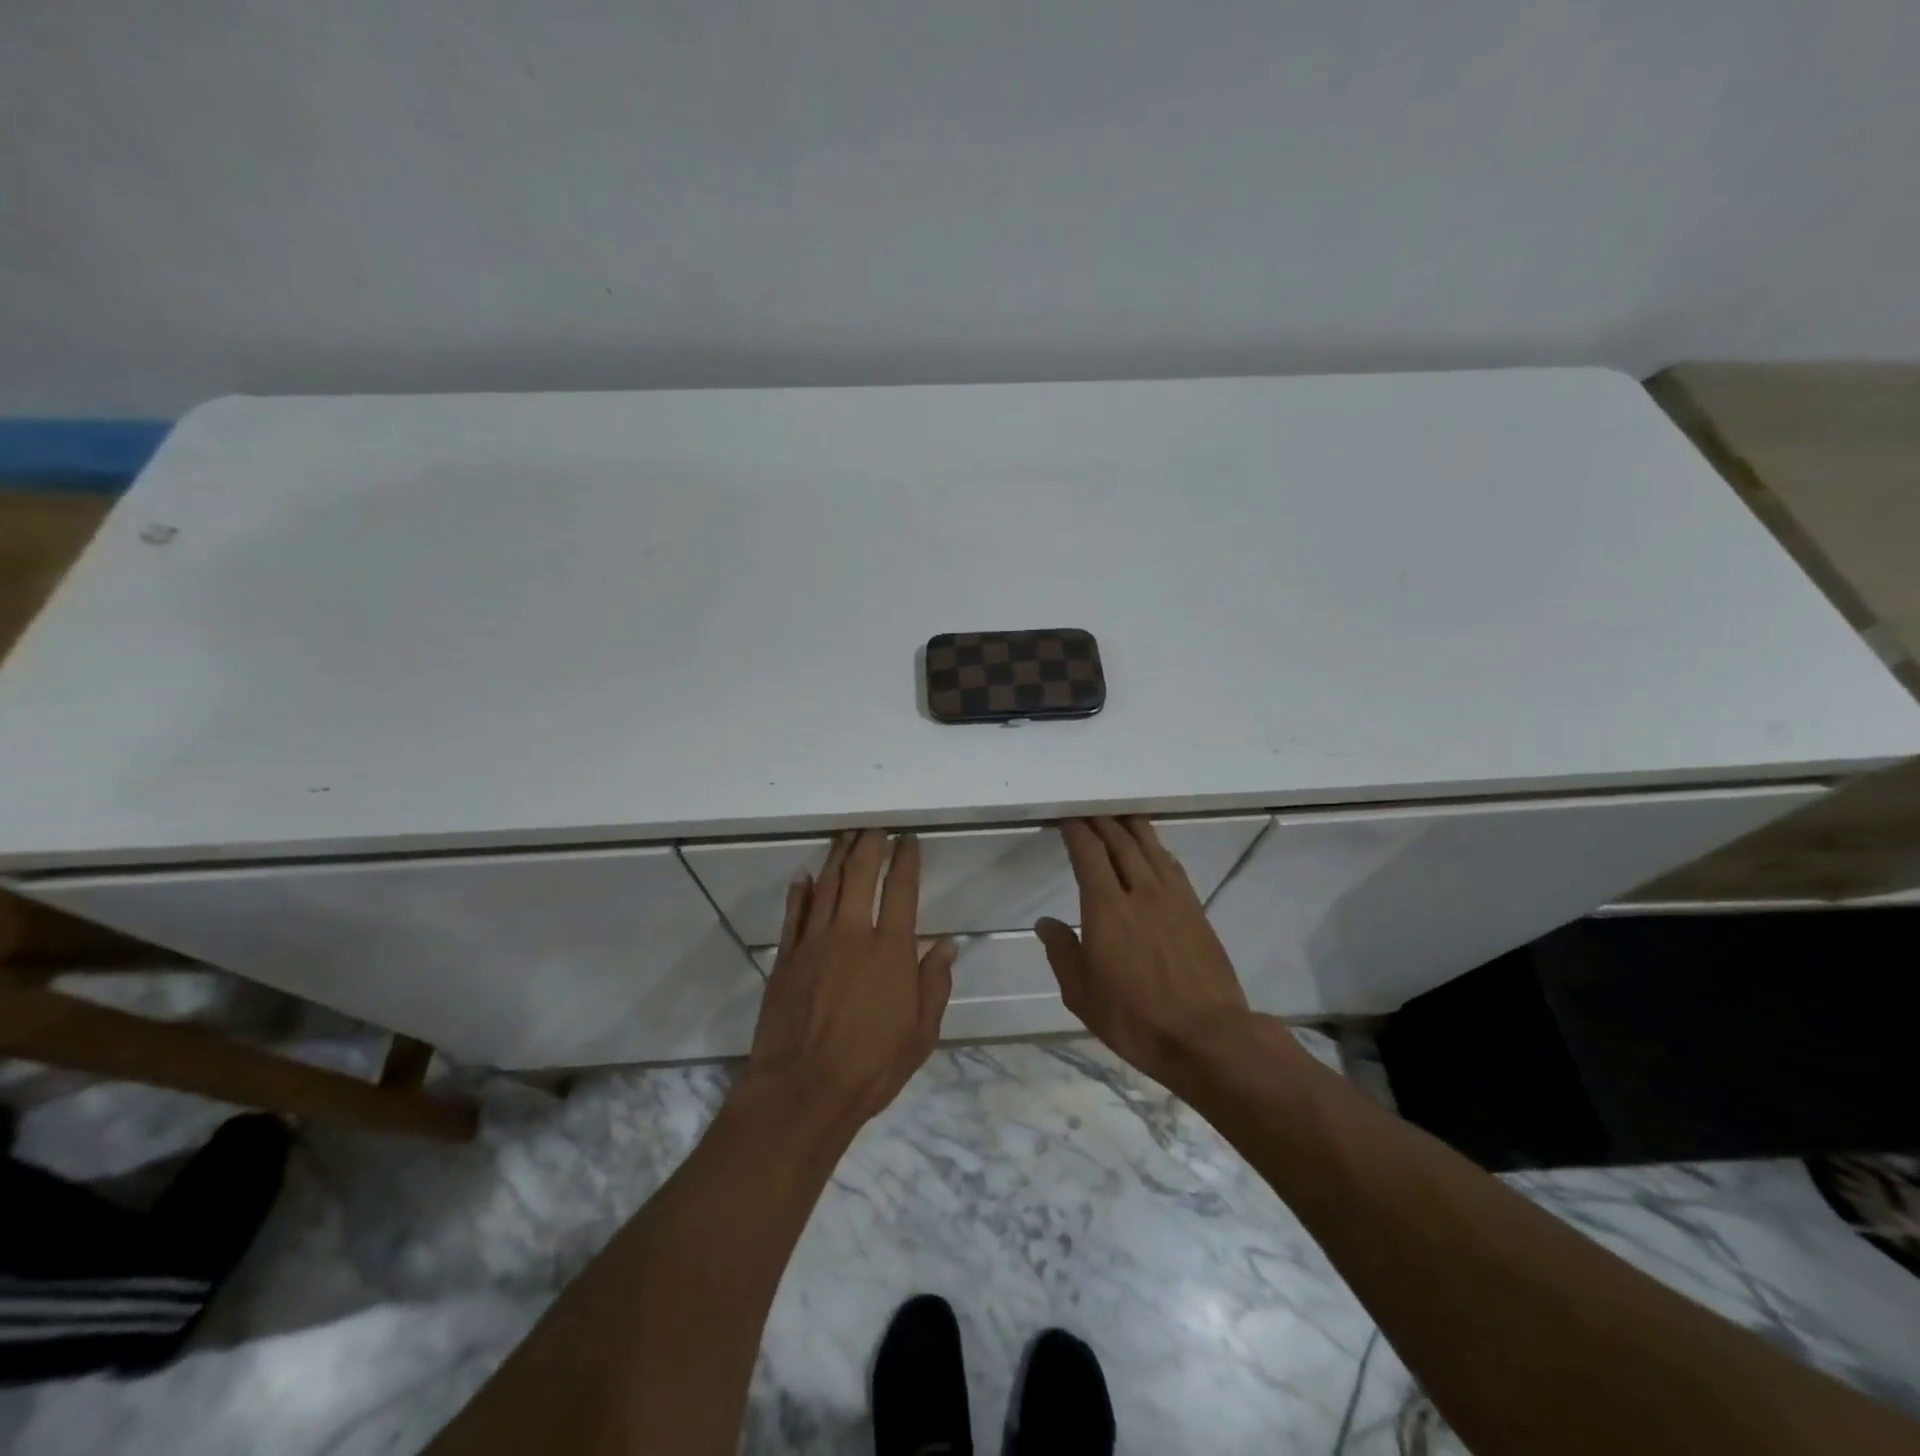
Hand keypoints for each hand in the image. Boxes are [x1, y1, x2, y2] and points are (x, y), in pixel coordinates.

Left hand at [744, 830, 956, 1127]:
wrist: (801, 1091)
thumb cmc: (871, 1066)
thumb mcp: (920, 1034)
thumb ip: (934, 984)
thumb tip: (946, 944)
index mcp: (891, 950)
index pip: (902, 890)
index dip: (906, 860)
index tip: (909, 840)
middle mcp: (852, 934)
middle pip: (860, 875)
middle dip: (869, 845)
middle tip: (875, 827)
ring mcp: (814, 943)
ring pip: (826, 886)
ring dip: (837, 857)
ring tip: (845, 836)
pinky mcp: (786, 958)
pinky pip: (794, 914)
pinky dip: (800, 891)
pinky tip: (805, 876)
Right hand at [1036, 817, 1251, 1091]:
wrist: (1207, 1036)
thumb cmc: (1135, 1019)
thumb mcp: (1082, 995)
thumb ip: (1062, 953)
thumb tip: (1046, 923)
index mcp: (1107, 908)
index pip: (1089, 853)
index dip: (1076, 830)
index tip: (1066, 818)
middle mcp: (1140, 891)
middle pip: (1120, 841)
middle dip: (1101, 821)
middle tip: (1088, 810)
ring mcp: (1173, 898)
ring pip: (1150, 847)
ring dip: (1131, 827)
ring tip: (1118, 815)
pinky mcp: (1196, 909)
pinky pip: (1171, 865)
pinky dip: (1156, 848)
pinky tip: (1152, 849)